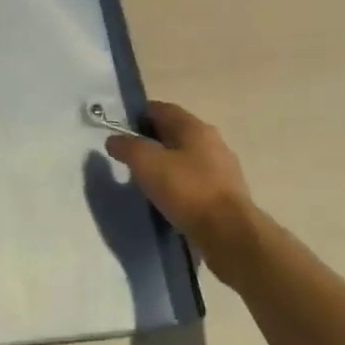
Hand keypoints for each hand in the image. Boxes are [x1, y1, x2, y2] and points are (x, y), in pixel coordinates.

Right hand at [106, 102, 253, 256]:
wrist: (230, 234)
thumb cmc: (187, 190)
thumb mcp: (146, 163)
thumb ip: (127, 146)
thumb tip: (114, 139)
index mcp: (194, 127)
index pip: (161, 109)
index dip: (137, 116)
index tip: (120, 132)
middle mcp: (212, 141)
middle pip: (175, 133)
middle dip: (151, 141)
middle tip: (130, 157)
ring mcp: (223, 169)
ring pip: (186, 158)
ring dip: (166, 165)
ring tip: (146, 181)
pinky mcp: (227, 195)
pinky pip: (196, 181)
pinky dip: (180, 185)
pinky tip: (168, 200)